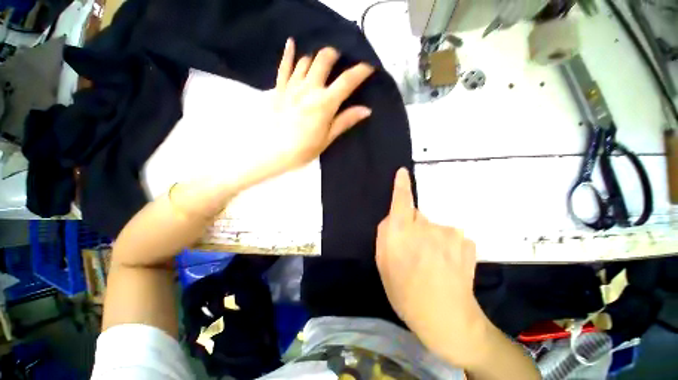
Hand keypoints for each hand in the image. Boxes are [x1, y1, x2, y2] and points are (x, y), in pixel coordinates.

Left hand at [269, 38, 374, 173]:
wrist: (275, 153)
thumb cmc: (305, 149)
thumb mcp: (328, 138)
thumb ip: (345, 120)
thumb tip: (366, 109)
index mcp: (325, 103)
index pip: (347, 81)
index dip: (361, 71)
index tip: (369, 66)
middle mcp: (309, 88)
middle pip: (324, 60)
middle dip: (335, 54)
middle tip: (340, 60)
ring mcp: (292, 86)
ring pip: (305, 60)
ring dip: (316, 57)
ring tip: (322, 61)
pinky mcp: (279, 89)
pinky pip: (283, 67)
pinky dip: (288, 54)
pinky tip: (291, 43)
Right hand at [376, 168, 488, 366]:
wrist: (447, 319)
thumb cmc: (406, 293)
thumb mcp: (383, 264)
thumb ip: (384, 234)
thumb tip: (392, 217)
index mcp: (402, 233)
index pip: (402, 201)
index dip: (401, 185)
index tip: (403, 172)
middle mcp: (426, 227)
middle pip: (417, 215)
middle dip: (413, 227)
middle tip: (413, 250)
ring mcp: (450, 234)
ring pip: (434, 227)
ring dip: (430, 238)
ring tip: (431, 262)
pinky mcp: (467, 242)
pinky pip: (450, 236)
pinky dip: (447, 245)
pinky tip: (447, 264)